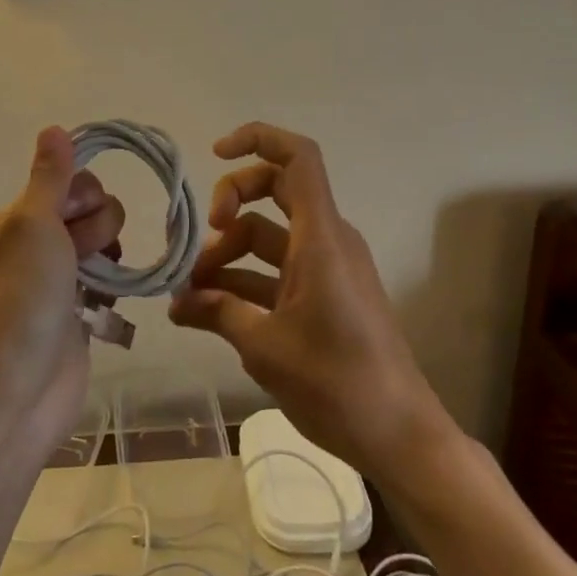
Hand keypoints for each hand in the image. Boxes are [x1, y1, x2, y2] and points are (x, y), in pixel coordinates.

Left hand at [0, 127, 124, 459]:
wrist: (19, 388)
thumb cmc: (24, 297)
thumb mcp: (33, 224)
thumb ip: (49, 176)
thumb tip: (53, 127)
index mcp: (19, 217)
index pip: (71, 180)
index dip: (84, 195)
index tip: (74, 220)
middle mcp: (37, 241)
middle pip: (92, 208)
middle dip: (98, 227)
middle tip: (79, 257)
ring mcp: (59, 277)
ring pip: (104, 241)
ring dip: (107, 254)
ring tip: (94, 283)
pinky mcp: (79, 310)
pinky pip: (108, 276)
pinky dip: (111, 283)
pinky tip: (103, 302)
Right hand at [168, 122, 447, 485]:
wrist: (401, 436)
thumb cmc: (337, 383)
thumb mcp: (265, 347)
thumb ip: (217, 312)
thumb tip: (175, 301)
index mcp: (321, 238)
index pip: (297, 157)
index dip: (256, 139)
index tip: (214, 155)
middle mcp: (327, 240)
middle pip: (275, 190)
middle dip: (230, 205)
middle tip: (199, 242)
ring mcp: (327, 268)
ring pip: (269, 236)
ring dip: (228, 256)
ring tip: (188, 295)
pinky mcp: (326, 295)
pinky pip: (278, 271)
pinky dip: (244, 282)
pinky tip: (208, 313)